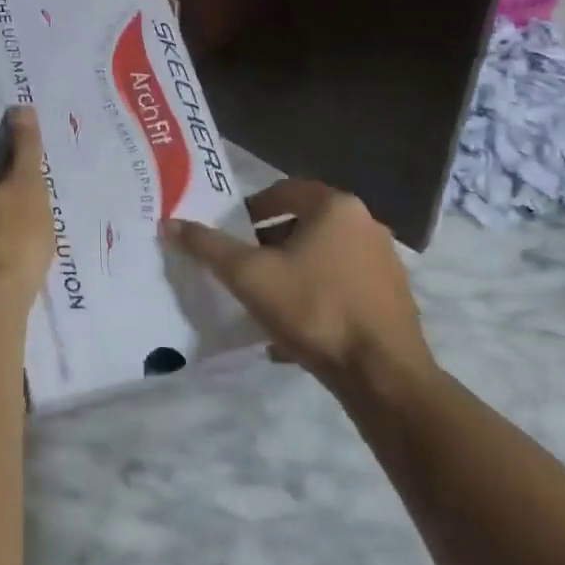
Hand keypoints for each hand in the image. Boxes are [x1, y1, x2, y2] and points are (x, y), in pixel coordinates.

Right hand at [166, 179, 431, 396]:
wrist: (382, 374)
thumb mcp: (249, 275)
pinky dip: (316, 298)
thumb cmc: (313, 308)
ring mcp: (385, 263)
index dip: (252, 208)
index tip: (231, 232)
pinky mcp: (393, 298)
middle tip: (242, 267)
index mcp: (336, 207)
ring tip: (263, 300)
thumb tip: (170, 224)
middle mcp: (366, 225)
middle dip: (269, 244)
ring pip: (324, 258)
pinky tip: (293, 331)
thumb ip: (208, 246)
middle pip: (305, 225)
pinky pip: (342, 287)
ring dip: (292, 272)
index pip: (285, 191)